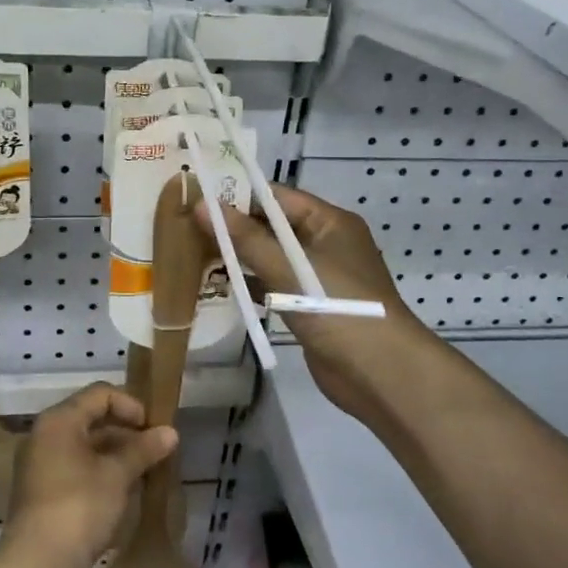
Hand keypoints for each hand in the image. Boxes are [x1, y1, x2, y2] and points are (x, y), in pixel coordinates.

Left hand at [2, 383, 177, 567]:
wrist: (37, 563)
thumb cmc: (79, 507)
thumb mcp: (117, 475)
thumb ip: (143, 450)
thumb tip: (171, 432)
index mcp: (59, 420)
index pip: (100, 394)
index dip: (131, 405)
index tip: (154, 429)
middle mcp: (45, 434)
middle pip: (91, 417)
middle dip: (126, 431)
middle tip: (154, 449)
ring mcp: (40, 463)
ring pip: (84, 445)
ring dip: (115, 453)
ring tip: (144, 471)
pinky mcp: (41, 491)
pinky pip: (75, 467)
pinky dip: (99, 471)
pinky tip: (122, 490)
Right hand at [198, 185, 441, 421]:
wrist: (380, 372)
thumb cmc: (338, 306)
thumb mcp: (288, 266)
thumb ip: (244, 238)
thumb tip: (201, 205)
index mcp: (330, 222)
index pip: (277, 197)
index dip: (238, 195)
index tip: (197, 197)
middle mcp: (326, 244)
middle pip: (273, 226)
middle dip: (234, 227)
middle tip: (188, 225)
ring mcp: (319, 277)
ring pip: (272, 258)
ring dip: (240, 257)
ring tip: (194, 252)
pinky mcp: (311, 307)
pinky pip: (275, 286)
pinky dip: (251, 285)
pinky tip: (218, 286)